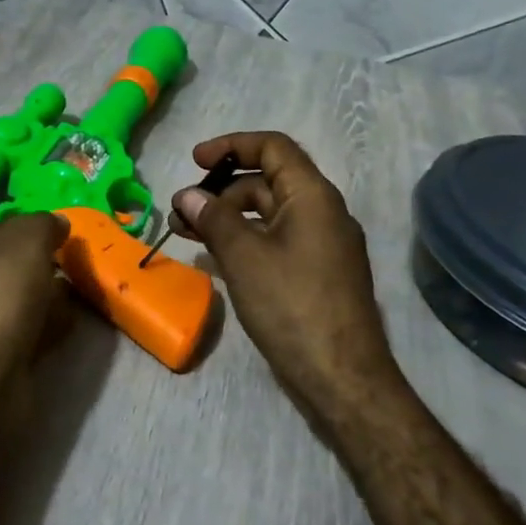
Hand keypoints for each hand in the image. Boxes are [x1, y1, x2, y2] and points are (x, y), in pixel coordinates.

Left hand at [0, 213, 76, 412]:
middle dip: (44, 268)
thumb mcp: (28, 238)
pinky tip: (63, 331)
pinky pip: (22, 331)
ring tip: (74, 303)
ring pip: (19, 298)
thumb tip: (57, 224)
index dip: (33, 230)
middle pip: (12, 263)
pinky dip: (43, 330)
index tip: (61, 242)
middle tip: (73, 273)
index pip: (1, 225)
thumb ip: (45, 222)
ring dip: (48, 300)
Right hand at [170, 132, 398, 424]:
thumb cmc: (292, 305)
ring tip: (187, 235)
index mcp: (312, 196)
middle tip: (182, 212)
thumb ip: (214, 218)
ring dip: (228, 218)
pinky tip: (216, 259)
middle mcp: (323, 212)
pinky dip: (245, 240)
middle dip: (221, 191)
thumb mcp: (244, 256)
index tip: (195, 161)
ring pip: (269, 214)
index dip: (231, 145)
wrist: (343, 379)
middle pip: (267, 181)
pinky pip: (277, 240)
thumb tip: (188, 194)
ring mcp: (323, 245)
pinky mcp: (318, 273)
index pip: (272, 147)